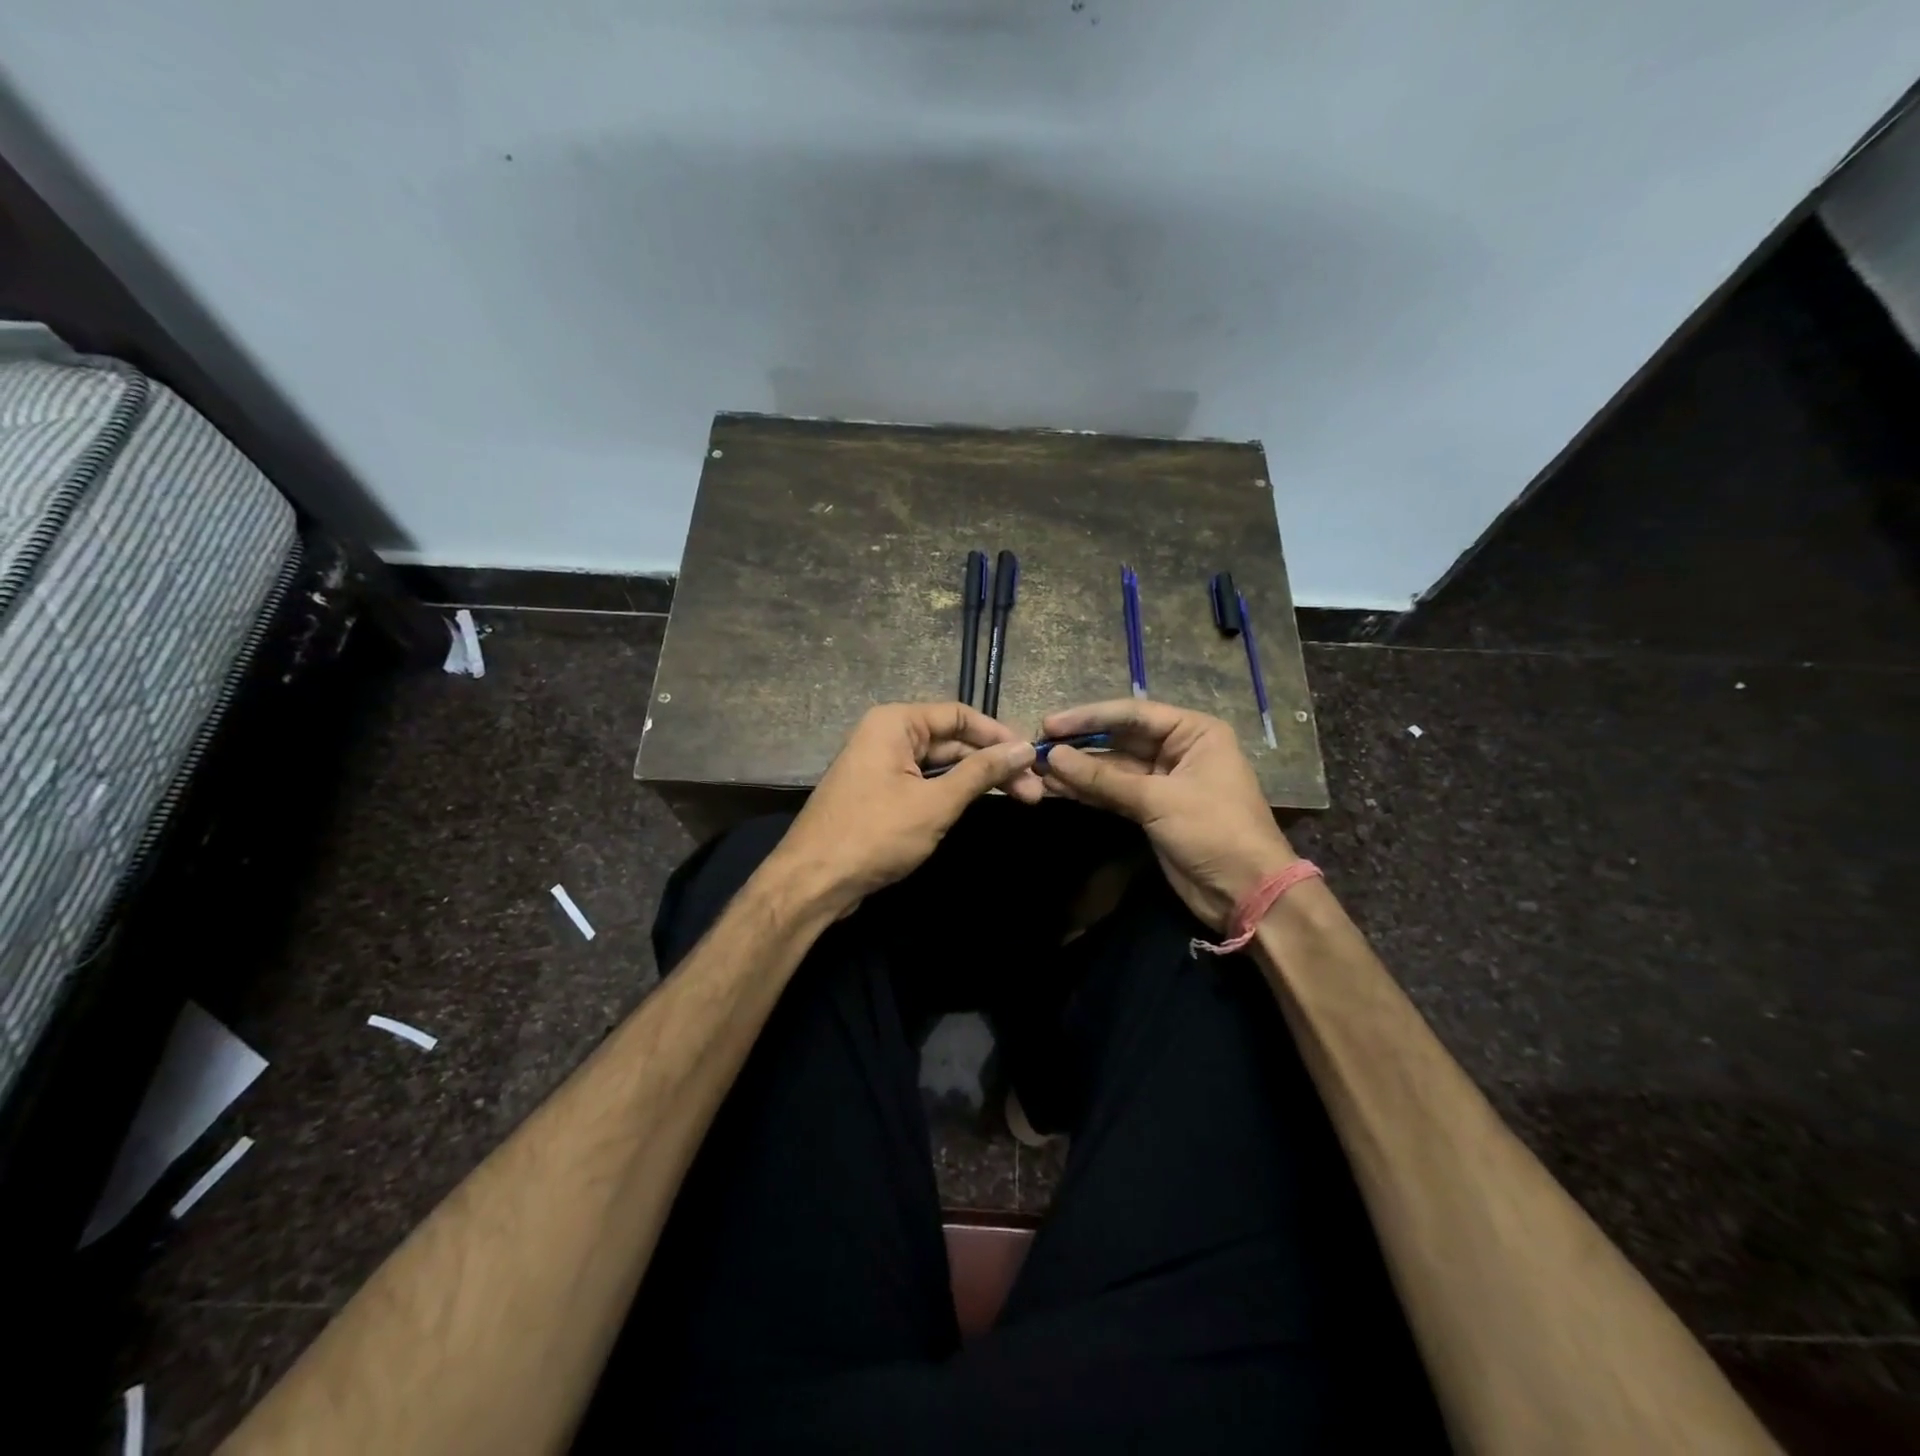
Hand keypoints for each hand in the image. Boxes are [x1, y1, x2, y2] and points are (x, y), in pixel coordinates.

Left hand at [765, 703, 1040, 916]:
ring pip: (940, 765)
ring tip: (1021, 798)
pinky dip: (953, 792)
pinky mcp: (880, 794)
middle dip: (993, 762)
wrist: (814, 882)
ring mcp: (881, 766)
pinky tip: (981, 804)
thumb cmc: (875, 834)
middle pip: (952, 740)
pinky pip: (924, 783)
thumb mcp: (935, 802)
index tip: (1032, 756)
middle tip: (1034, 789)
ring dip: (977, 780)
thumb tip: (1024, 748)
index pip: (959, 714)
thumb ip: (981, 772)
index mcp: (895, 723)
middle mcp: (886, 735)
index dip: (998, 734)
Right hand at [1038, 699, 1295, 930]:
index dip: (1088, 718)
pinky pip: (1114, 793)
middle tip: (1037, 749)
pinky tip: (1057, 789)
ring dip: (1078, 771)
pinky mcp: (1152, 810)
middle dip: (1079, 746)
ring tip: (1038, 772)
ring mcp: (1164, 781)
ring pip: (1113, 769)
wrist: (1246, 893)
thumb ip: (1103, 778)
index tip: (1049, 724)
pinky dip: (1088, 792)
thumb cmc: (1213, 830)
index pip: (1132, 714)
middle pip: (1120, 740)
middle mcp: (1178, 750)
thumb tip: (1053, 757)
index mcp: (1193, 732)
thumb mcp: (1158, 800)